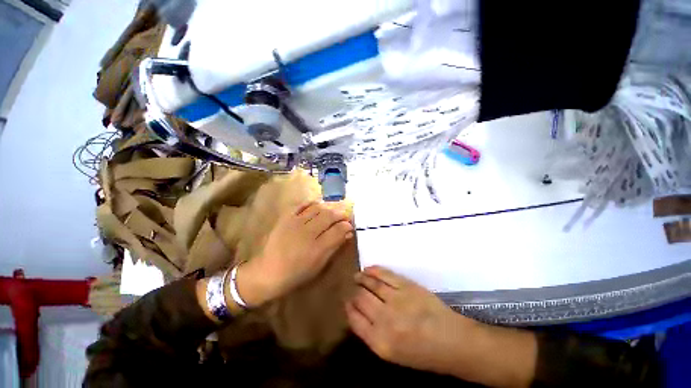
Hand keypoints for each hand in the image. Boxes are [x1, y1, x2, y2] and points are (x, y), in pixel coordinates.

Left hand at [238, 201, 353, 306]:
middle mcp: (308, 232)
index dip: (347, 225)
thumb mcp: (319, 265)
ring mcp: (296, 222)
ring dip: (328, 208)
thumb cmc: (296, 273)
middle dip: (340, 214)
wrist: (267, 272)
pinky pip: (302, 205)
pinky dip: (312, 203)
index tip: (350, 225)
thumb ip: (334, 247)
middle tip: (345, 215)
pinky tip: (317, 205)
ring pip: (318, 208)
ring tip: (332, 211)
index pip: (338, 229)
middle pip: (329, 215)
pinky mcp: (286, 217)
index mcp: (317, 247)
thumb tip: (347, 234)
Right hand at [345, 266, 476, 374]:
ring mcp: (396, 300)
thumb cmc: (423, 354)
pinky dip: (373, 270)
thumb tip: (359, 313)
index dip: (349, 308)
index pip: (355, 319)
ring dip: (360, 278)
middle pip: (360, 299)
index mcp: (380, 343)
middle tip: (353, 288)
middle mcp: (385, 320)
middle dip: (354, 293)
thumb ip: (373, 334)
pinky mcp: (406, 286)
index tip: (347, 301)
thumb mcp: (393, 354)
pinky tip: (368, 269)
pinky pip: (384, 274)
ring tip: (357, 276)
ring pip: (370, 284)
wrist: (453, 342)